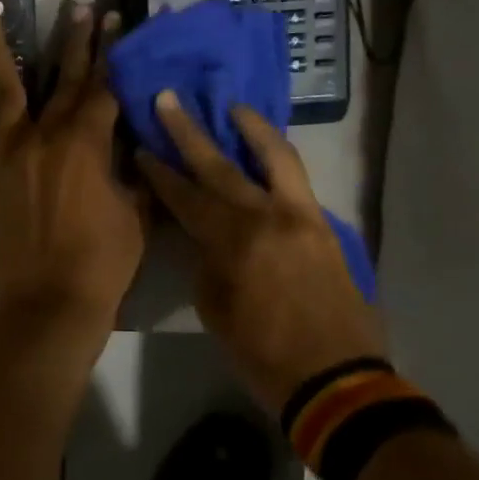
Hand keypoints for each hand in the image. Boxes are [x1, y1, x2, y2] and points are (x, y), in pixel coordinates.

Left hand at [0, 1, 145, 332]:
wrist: (50, 302)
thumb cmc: (104, 262)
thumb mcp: (136, 212)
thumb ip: (134, 171)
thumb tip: (133, 143)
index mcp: (88, 142)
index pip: (106, 88)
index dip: (113, 55)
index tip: (116, 23)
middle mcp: (46, 135)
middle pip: (63, 79)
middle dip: (73, 40)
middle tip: (76, 5)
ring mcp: (8, 151)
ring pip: (1, 87)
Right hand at [136, 94, 381, 414]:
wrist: (337, 380)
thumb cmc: (264, 354)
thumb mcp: (216, 311)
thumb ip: (207, 263)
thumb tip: (206, 237)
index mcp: (233, 242)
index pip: (186, 196)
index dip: (160, 171)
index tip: (142, 146)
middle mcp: (266, 216)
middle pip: (220, 165)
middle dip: (189, 132)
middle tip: (170, 99)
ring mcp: (301, 216)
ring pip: (275, 157)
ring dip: (251, 128)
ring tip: (233, 107)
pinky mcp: (323, 225)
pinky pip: (298, 180)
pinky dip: (278, 158)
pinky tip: (266, 151)